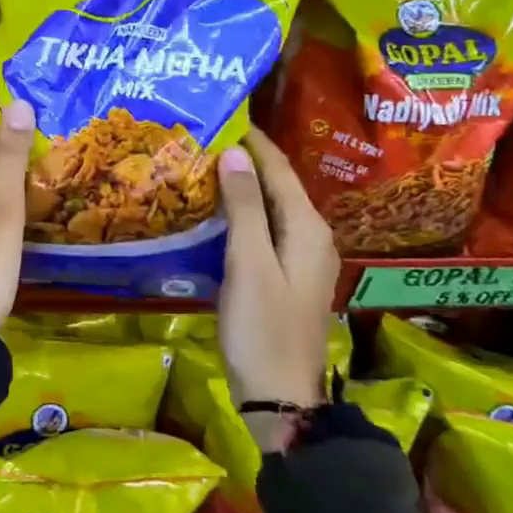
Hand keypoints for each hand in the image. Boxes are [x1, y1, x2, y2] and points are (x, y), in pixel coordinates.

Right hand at [215, 128, 339, 408]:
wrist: (280, 397)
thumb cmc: (263, 328)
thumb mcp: (250, 264)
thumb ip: (245, 208)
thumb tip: (235, 153)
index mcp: (307, 228)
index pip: (279, 169)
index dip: (252, 141)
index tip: (221, 115)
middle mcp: (310, 236)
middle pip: (277, 185)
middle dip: (245, 159)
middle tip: (202, 137)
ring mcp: (299, 259)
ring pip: (270, 208)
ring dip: (241, 186)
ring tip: (202, 165)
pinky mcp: (284, 276)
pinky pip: (263, 229)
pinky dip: (240, 213)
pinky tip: (215, 212)